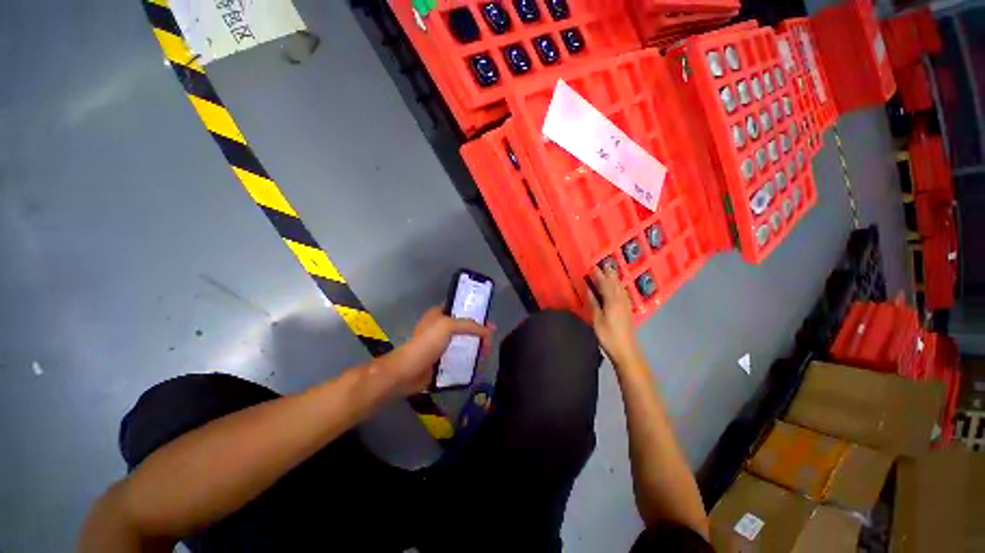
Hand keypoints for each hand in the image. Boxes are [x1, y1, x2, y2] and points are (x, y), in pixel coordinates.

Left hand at [385, 306, 493, 396]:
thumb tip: (488, 331)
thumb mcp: (447, 326)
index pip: (461, 308)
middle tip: (490, 339)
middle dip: (479, 331)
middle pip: (465, 326)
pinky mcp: (442, 359)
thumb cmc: (426, 344)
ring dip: (476, 345)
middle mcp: (441, 327)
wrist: (407, 372)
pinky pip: (460, 356)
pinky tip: (478, 362)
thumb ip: (469, 325)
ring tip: (486, 352)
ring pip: (464, 341)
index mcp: (439, 314)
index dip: (476, 312)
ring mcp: (441, 344)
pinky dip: (469, 358)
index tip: (488, 320)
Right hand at [588, 266, 640, 365]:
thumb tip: (590, 290)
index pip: (605, 284)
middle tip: (604, 264)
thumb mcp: (597, 319)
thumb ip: (594, 303)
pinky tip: (618, 288)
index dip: (599, 275)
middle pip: (615, 283)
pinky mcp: (628, 311)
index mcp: (612, 301)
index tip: (593, 266)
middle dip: (609, 274)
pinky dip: (619, 287)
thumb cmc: (608, 335)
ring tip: (610, 272)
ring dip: (615, 279)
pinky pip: (623, 294)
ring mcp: (626, 305)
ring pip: (620, 288)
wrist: (626, 350)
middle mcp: (621, 300)